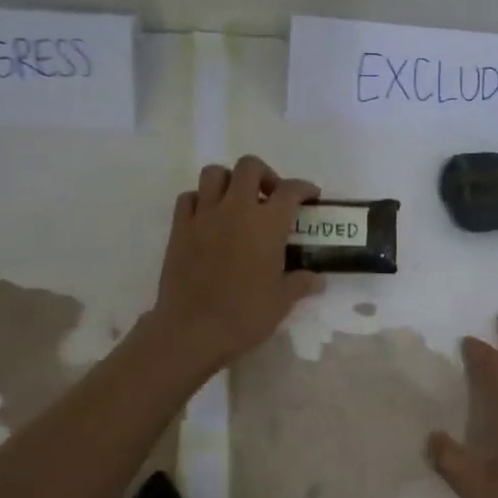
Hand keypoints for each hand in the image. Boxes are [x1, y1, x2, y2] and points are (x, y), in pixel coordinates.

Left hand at [150, 156, 323, 370]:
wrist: (192, 330)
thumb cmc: (244, 315)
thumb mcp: (282, 301)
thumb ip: (301, 283)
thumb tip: (317, 279)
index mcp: (267, 224)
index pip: (290, 190)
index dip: (303, 188)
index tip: (310, 196)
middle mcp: (236, 209)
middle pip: (250, 167)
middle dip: (265, 175)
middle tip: (271, 197)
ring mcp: (204, 216)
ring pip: (215, 173)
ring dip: (230, 181)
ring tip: (237, 203)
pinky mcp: (179, 228)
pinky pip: (189, 197)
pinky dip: (201, 200)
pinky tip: (209, 218)